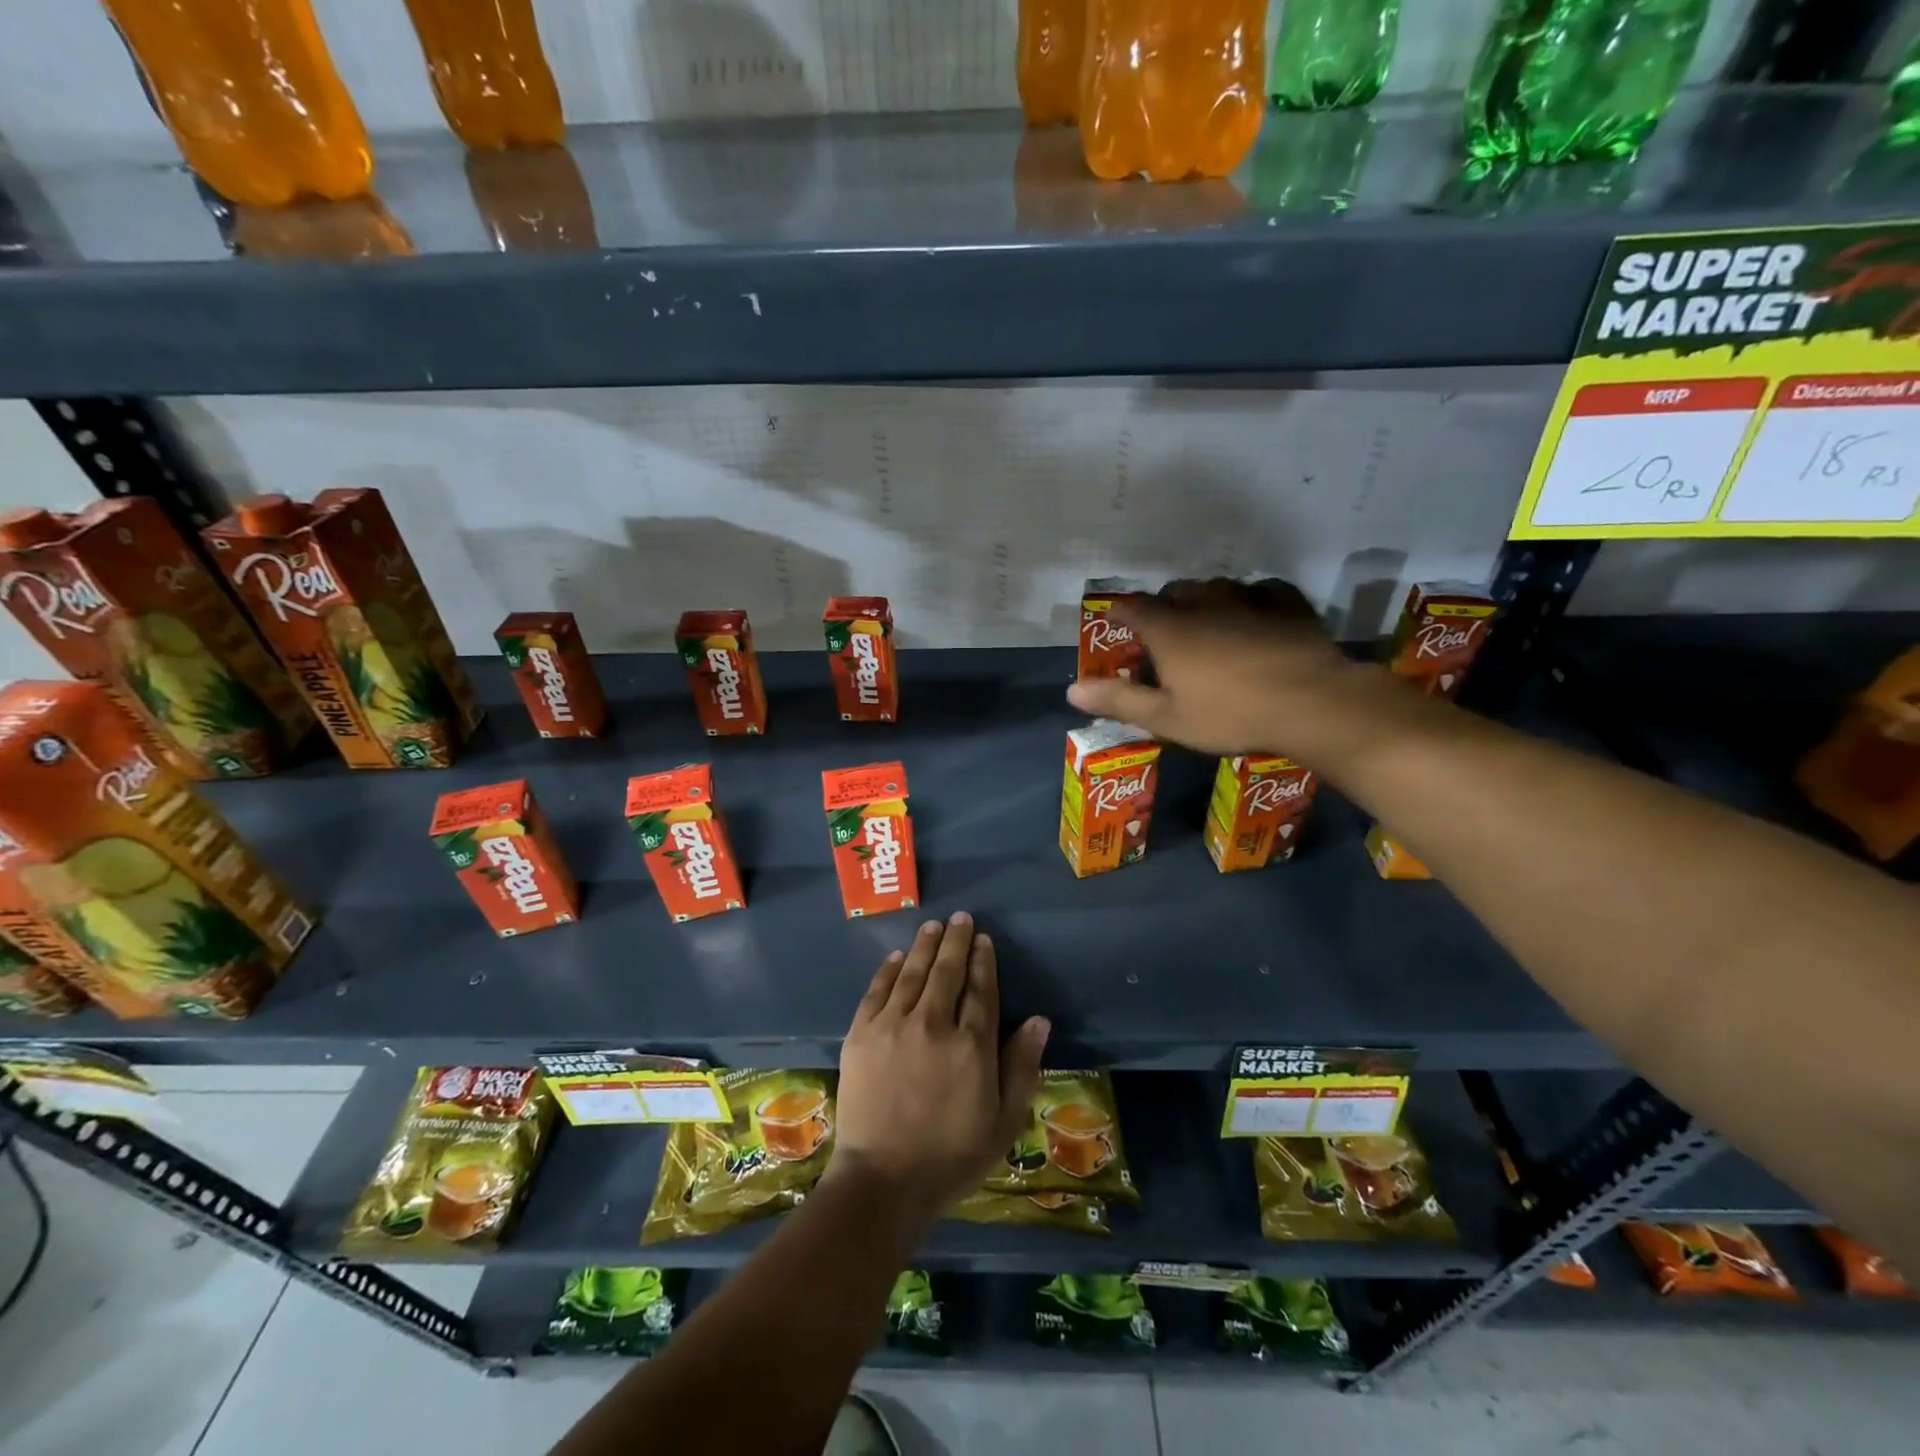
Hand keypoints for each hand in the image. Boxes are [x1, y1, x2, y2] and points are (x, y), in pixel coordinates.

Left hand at [829, 913, 1047, 1234]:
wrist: (883, 1180)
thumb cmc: (952, 1156)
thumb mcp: (1003, 1121)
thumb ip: (1022, 1067)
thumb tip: (1038, 1019)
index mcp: (972, 1045)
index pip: (981, 989)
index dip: (982, 960)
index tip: (982, 939)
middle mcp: (934, 1024)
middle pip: (947, 971)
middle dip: (955, 941)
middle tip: (959, 918)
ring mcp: (894, 1026)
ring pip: (913, 973)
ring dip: (924, 946)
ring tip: (932, 925)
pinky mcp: (862, 1034)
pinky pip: (877, 991)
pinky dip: (889, 970)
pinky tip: (897, 957)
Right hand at [1066, 577, 1387, 761]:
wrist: (1313, 704)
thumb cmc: (1231, 714)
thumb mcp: (1168, 718)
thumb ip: (1119, 700)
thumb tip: (1071, 691)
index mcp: (1169, 629)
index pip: (1131, 607)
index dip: (1118, 612)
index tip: (1113, 621)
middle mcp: (1203, 602)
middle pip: (1173, 592)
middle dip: (1163, 607)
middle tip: (1165, 637)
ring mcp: (1248, 597)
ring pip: (1215, 587)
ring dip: (1205, 602)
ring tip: (1209, 626)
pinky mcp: (1286, 602)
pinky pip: (1260, 590)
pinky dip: (1249, 601)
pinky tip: (1255, 618)